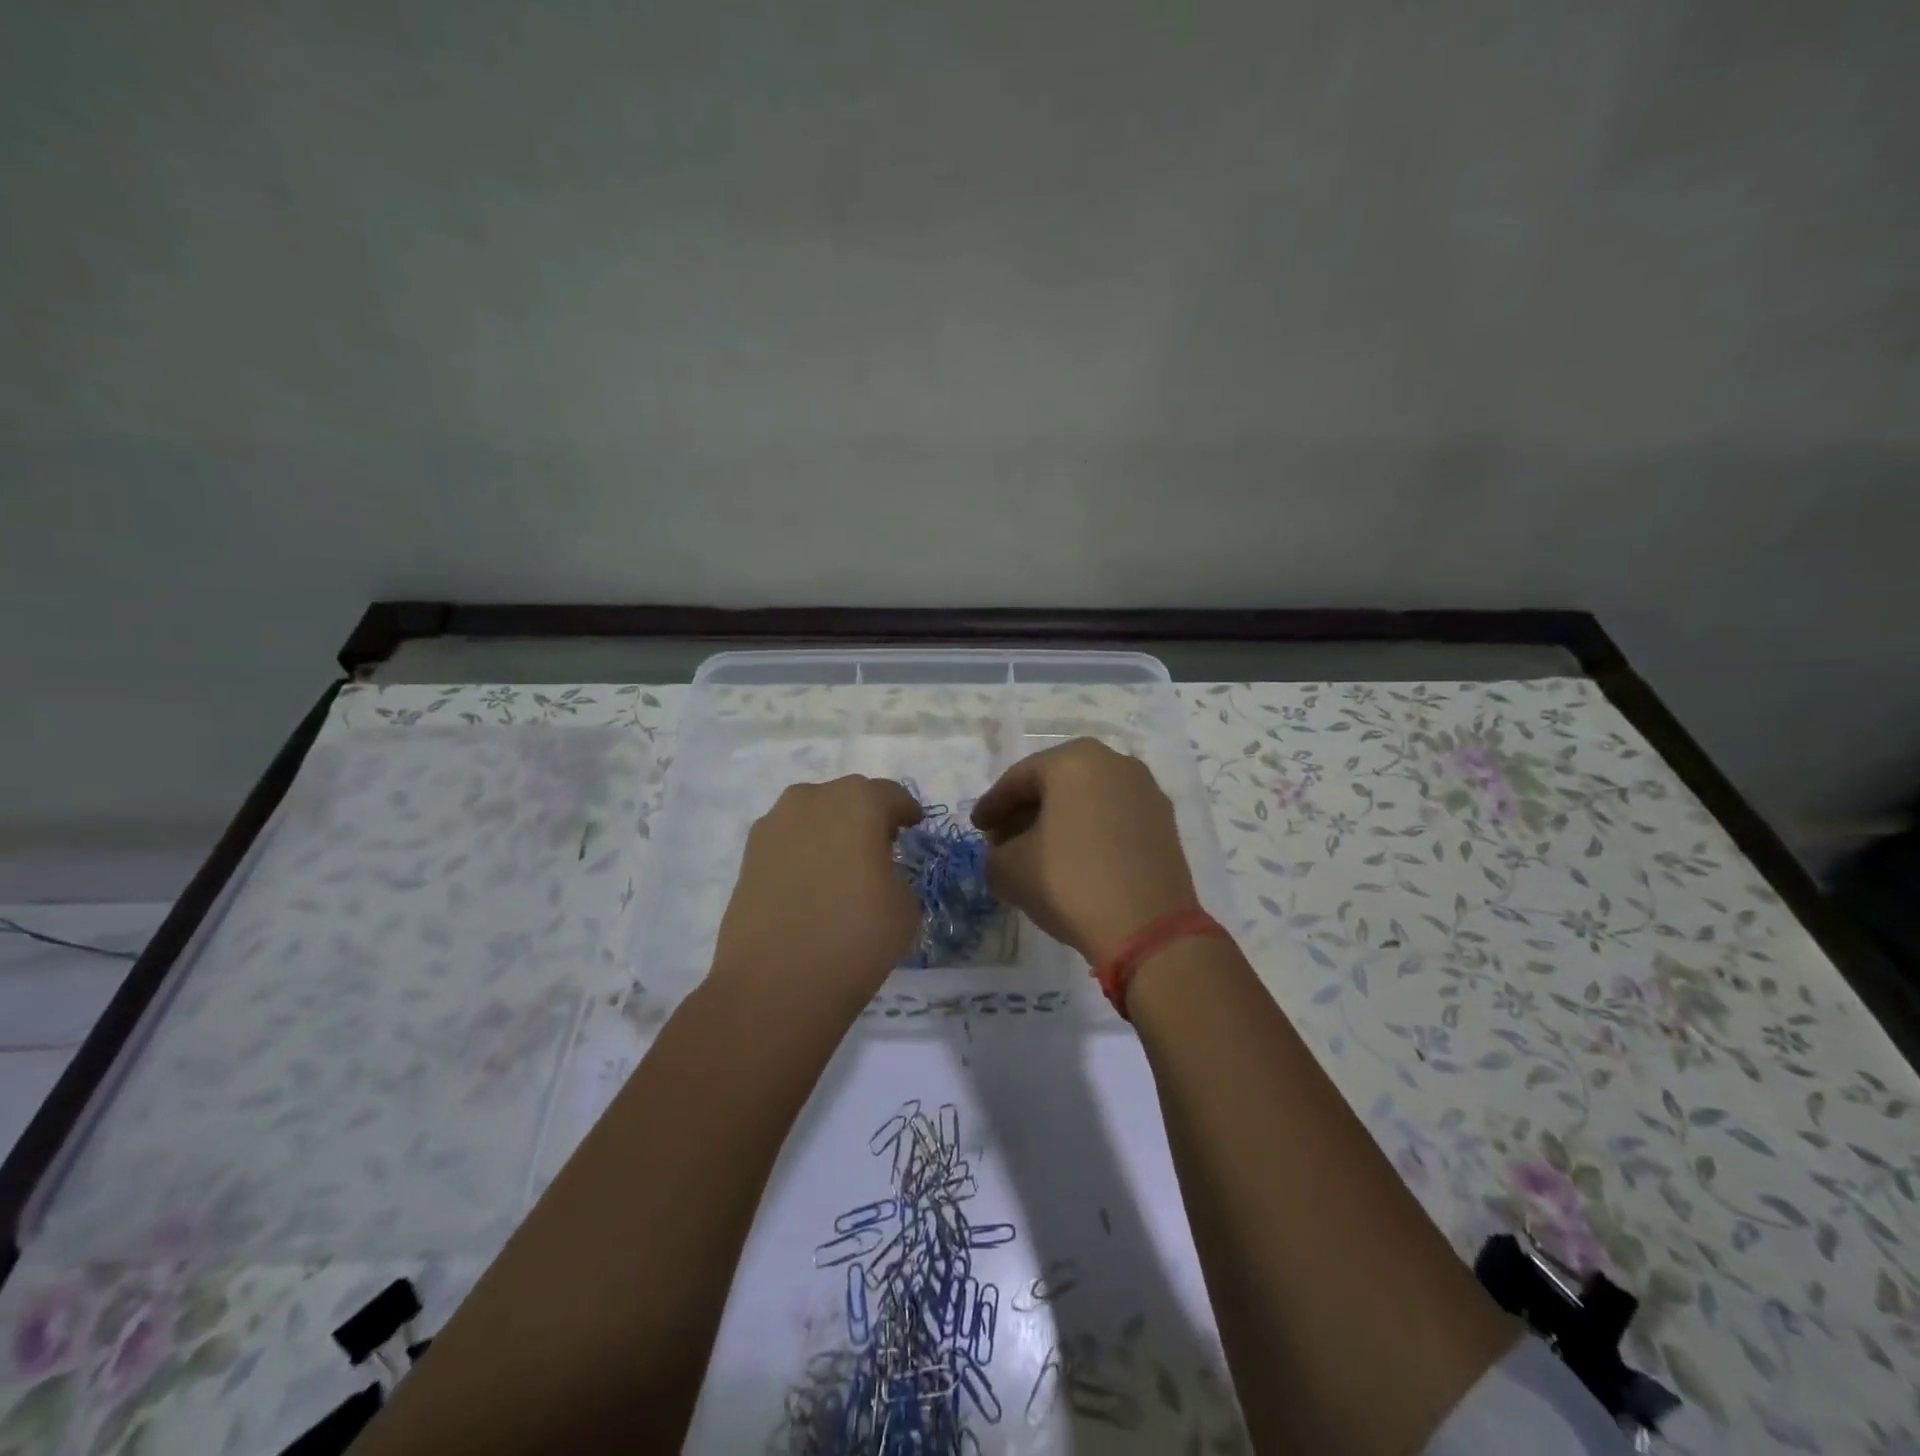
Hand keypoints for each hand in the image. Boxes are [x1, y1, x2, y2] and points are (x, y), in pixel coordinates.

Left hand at [710, 776, 922, 1007]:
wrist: (775, 983)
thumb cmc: (856, 936)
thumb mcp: (905, 905)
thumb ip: (894, 873)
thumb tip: (875, 873)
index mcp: (858, 801)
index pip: (891, 796)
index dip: (906, 812)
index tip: (913, 828)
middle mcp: (812, 799)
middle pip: (848, 799)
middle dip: (866, 818)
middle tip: (879, 849)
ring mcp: (773, 825)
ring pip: (813, 817)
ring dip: (830, 833)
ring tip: (841, 869)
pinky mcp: (748, 855)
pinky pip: (788, 843)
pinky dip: (803, 854)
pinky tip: (811, 886)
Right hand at [971, 738, 1199, 963]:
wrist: (1148, 928)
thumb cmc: (1070, 882)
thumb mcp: (1008, 870)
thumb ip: (995, 854)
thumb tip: (1005, 854)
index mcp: (1074, 760)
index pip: (1019, 779)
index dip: (992, 806)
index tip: (977, 828)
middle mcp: (1115, 762)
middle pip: (1055, 785)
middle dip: (1026, 812)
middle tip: (1003, 840)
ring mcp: (1146, 791)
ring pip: (1087, 801)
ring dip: (1059, 822)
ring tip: (1038, 854)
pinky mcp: (1165, 823)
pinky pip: (1113, 819)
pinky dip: (1090, 833)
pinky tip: (1076, 862)